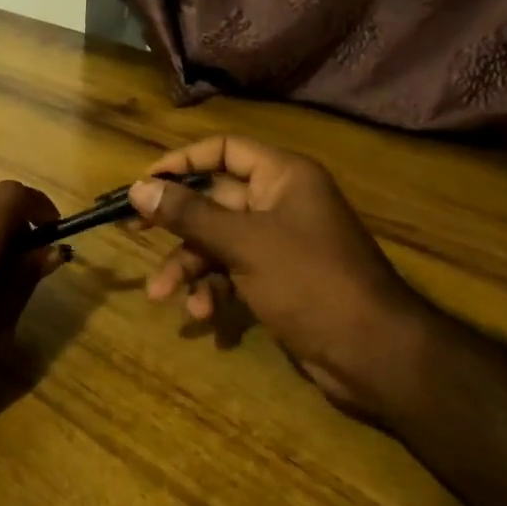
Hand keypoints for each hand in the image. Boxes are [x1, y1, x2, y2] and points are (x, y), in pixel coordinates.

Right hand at [128, 136, 429, 417]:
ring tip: (161, 293)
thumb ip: (189, 214)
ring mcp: (279, 243)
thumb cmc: (310, 281)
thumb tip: (138, 187)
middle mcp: (280, 202)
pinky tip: (201, 314)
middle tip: (132, 229)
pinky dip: (214, 289)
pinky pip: (234, 272)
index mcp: (283, 176)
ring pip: (219, 240)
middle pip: (215, 198)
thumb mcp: (243, 243)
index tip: (144, 182)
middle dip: (176, 221)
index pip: (224, 150)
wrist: (374, 354)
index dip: (182, 162)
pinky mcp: (278, 280)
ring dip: (189, 264)